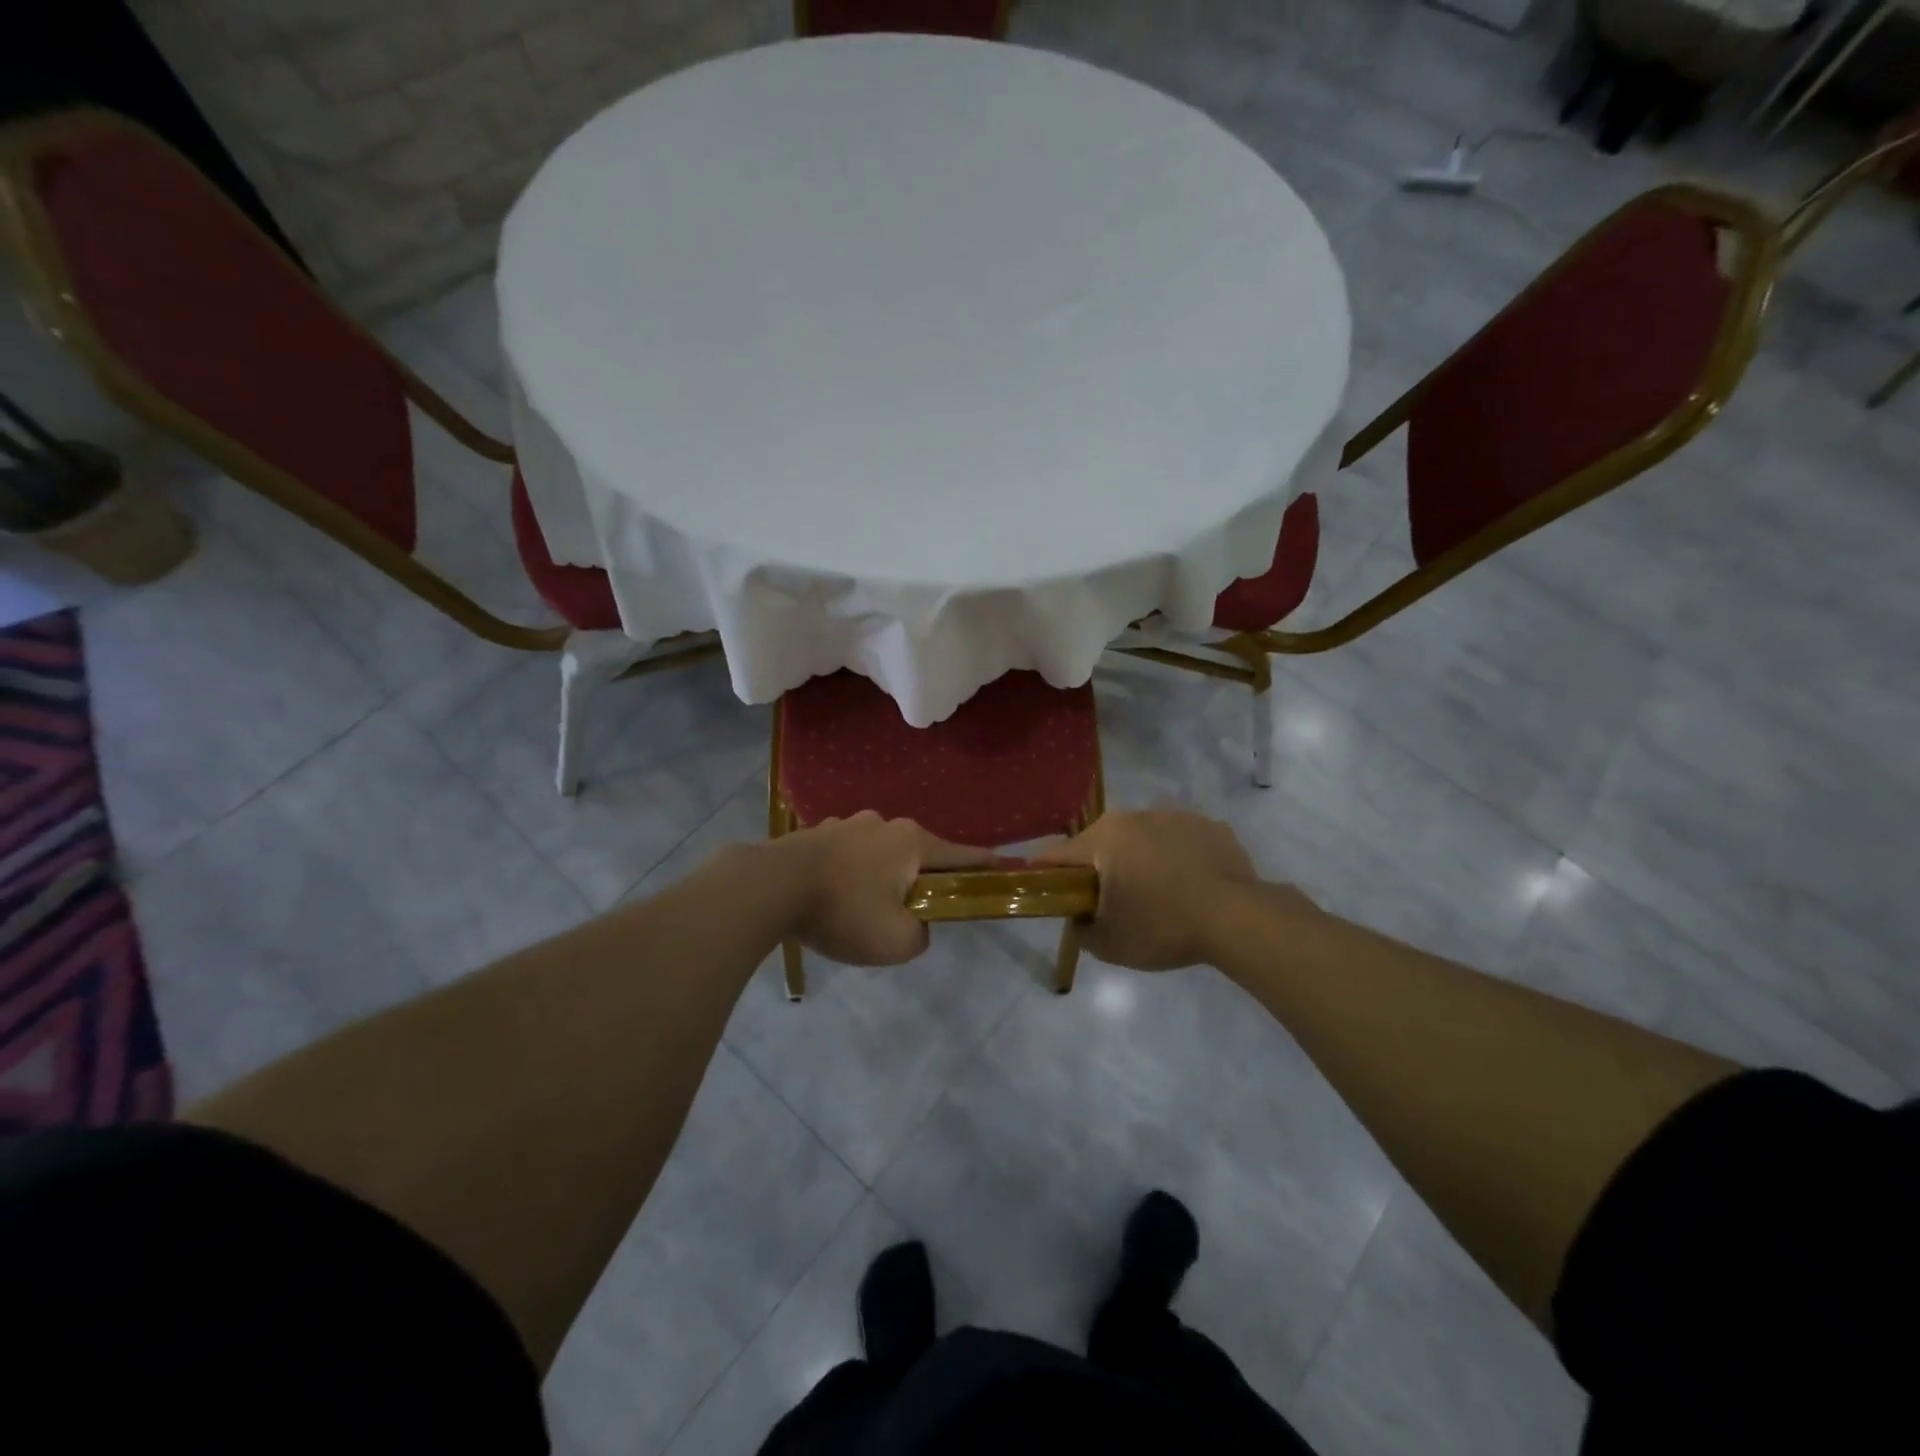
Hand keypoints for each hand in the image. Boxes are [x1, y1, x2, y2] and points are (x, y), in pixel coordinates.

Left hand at [772, 812, 993, 965]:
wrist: (771, 886)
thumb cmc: (844, 911)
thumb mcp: (897, 941)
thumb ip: (922, 934)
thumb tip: (917, 924)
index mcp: (913, 842)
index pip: (962, 854)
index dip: (984, 865)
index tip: (1002, 868)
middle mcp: (885, 824)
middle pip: (919, 853)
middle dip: (923, 878)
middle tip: (916, 909)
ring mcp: (848, 823)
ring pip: (880, 852)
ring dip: (883, 875)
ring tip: (866, 907)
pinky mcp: (818, 833)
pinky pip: (849, 854)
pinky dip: (852, 872)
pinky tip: (835, 895)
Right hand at [1037, 810, 1270, 970]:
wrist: (1238, 919)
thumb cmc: (1163, 927)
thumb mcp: (1109, 944)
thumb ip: (1082, 929)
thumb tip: (1081, 919)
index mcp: (1104, 837)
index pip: (1058, 855)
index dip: (1047, 876)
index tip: (1051, 895)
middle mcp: (1135, 816)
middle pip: (1102, 843)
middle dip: (1101, 869)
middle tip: (1111, 903)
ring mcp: (1176, 816)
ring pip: (1144, 839)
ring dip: (1141, 861)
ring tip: (1159, 896)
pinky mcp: (1211, 826)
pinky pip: (1181, 842)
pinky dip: (1178, 859)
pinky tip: (1191, 887)